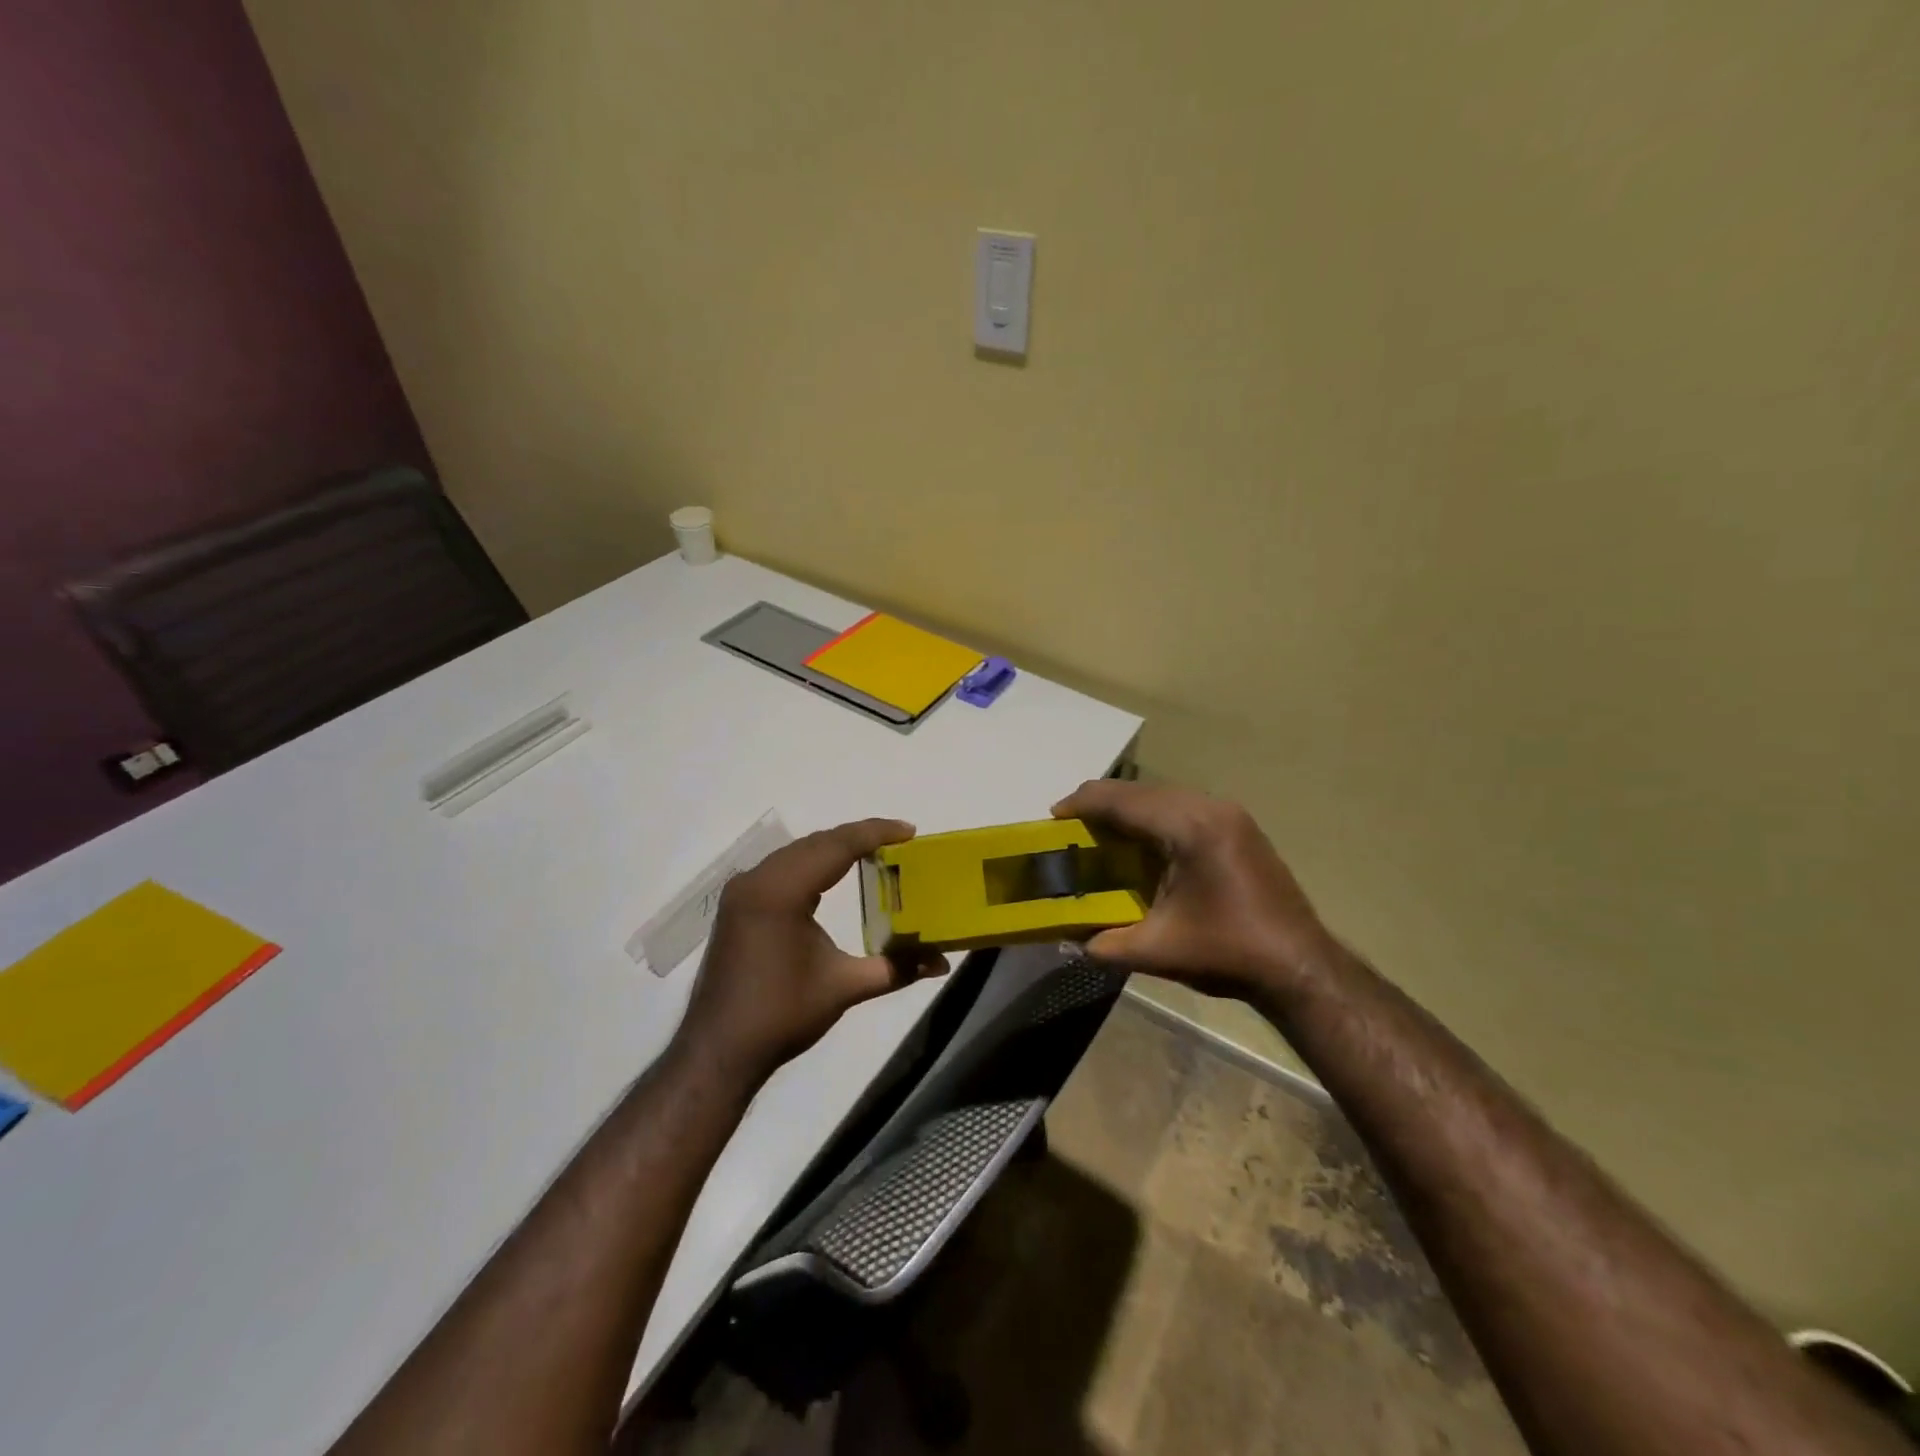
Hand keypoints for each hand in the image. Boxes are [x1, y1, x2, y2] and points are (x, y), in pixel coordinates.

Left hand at [674, 819, 946, 1086]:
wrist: (718, 1051)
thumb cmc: (781, 1015)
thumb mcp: (844, 987)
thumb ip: (896, 968)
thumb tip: (942, 962)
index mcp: (781, 891)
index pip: (836, 846)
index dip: (875, 833)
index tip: (910, 831)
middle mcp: (757, 880)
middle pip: (816, 843)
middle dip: (858, 837)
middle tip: (900, 840)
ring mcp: (742, 891)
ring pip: (797, 853)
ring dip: (834, 849)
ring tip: (875, 852)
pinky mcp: (738, 905)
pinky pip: (781, 869)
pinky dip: (812, 864)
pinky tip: (833, 875)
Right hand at [1053, 780, 1335, 1000]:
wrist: (1301, 967)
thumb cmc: (1228, 953)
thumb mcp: (1156, 951)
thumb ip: (1104, 943)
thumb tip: (1069, 940)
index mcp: (1188, 827)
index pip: (1122, 800)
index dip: (1082, 804)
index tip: (1052, 818)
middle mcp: (1209, 808)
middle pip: (1141, 791)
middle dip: (1101, 804)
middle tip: (1071, 829)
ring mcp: (1229, 814)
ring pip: (1163, 796)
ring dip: (1128, 810)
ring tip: (1101, 834)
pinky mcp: (1239, 827)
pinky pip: (1183, 808)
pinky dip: (1154, 818)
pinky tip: (1142, 844)